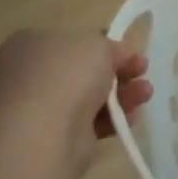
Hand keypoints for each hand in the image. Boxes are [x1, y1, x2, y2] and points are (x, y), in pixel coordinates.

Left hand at [0, 31, 151, 173]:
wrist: (42, 134)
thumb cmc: (66, 75)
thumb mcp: (99, 44)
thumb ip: (112, 47)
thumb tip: (119, 56)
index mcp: (31, 44)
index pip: (74, 41)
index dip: (106, 45)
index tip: (131, 52)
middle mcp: (31, 75)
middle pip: (85, 70)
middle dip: (119, 71)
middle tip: (142, 71)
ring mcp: (41, 108)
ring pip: (91, 97)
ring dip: (123, 93)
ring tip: (146, 93)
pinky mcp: (55, 138)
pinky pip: (90, 122)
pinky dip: (114, 118)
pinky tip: (133, 115)